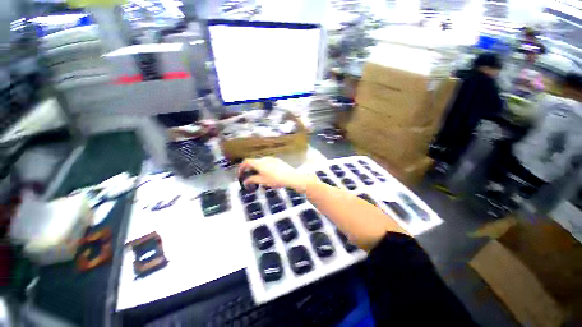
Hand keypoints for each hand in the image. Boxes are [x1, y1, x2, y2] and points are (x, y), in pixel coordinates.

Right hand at [238, 157, 314, 192]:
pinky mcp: (278, 161)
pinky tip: (268, 175)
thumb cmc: (276, 179)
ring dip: (257, 169)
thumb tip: (246, 181)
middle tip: (249, 178)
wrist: (291, 177)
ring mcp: (272, 159)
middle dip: (250, 170)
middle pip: (254, 162)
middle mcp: (265, 159)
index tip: (240, 174)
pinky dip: (264, 168)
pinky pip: (267, 163)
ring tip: (259, 178)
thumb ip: (253, 180)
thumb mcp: (263, 181)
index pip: (246, 162)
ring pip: (261, 163)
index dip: (241, 168)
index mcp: (259, 163)